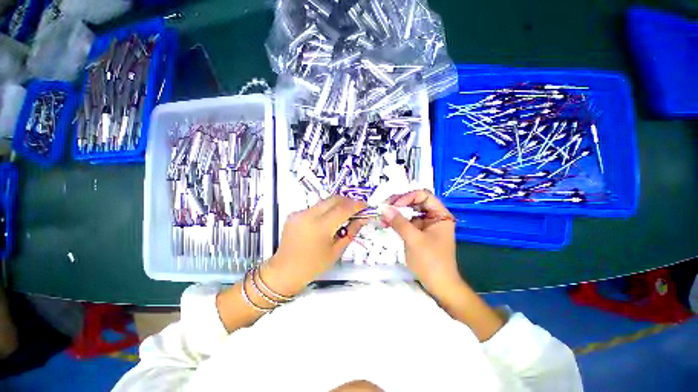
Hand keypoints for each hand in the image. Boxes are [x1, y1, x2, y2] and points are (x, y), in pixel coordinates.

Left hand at [263, 195, 367, 295]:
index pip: (343, 209)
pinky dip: (325, 210)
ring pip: (324, 201)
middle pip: (333, 199)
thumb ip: (351, 231)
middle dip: (347, 201)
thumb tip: (362, 218)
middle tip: (356, 208)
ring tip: (344, 214)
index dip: (356, 205)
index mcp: (320, 227)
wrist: (285, 271)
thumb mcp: (336, 251)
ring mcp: (299, 213)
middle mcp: (308, 215)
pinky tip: (327, 221)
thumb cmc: (313, 265)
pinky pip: (315, 207)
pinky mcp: (294, 214)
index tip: (365, 205)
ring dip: (337, 205)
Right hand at [382, 190, 463, 299]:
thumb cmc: (431, 261)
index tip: (394, 205)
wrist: (439, 285)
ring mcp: (425, 225)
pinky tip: (386, 223)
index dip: (408, 197)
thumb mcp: (414, 240)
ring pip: (409, 211)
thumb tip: (385, 208)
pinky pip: (406, 222)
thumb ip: (399, 222)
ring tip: (382, 216)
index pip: (423, 195)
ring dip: (396, 212)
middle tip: (384, 207)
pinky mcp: (419, 233)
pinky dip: (396, 221)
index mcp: (440, 214)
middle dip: (399, 203)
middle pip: (415, 202)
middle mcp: (434, 216)